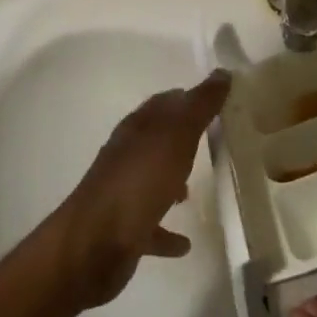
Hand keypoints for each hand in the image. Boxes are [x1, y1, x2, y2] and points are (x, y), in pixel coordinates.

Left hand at [44, 70, 229, 311]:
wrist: (94, 244)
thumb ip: (200, 106)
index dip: (190, 99)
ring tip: (196, 189)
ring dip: (171, 181)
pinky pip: (151, 227)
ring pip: (152, 180)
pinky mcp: (124, 230)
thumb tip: (222, 72)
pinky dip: (166, 231)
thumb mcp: (176, 136)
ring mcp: (123, 193)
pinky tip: (184, 243)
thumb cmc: (139, 181)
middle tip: (214, 141)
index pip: (165, 103)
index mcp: (138, 128)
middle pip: (158, 140)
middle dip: (182, 138)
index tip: (219, 102)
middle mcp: (127, 155)